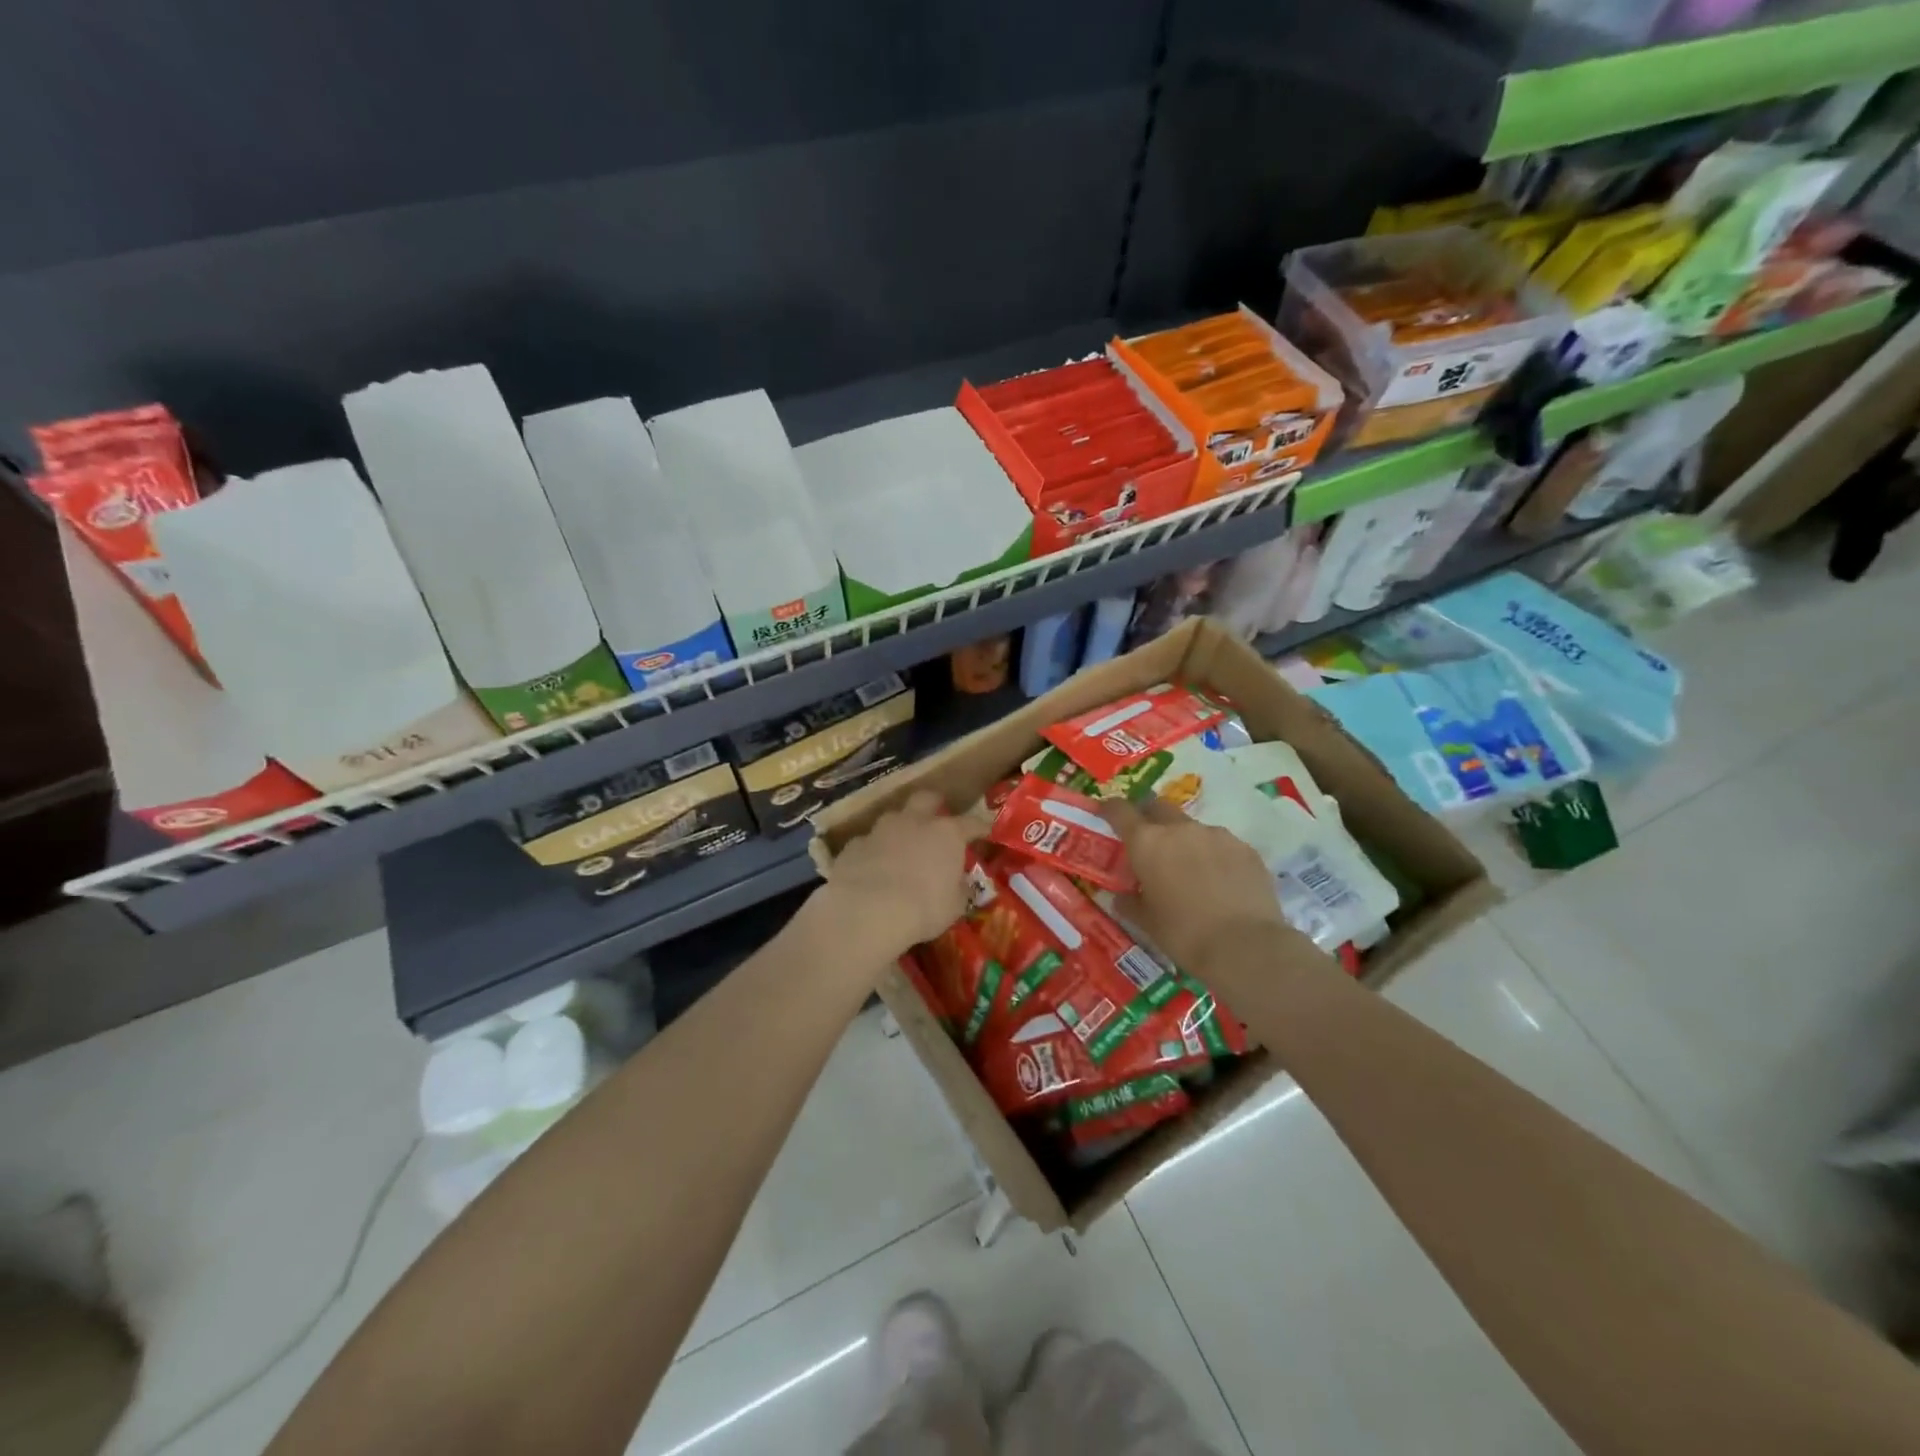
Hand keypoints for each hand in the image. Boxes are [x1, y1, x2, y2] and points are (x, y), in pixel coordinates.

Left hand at [816, 791, 982, 962]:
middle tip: (937, 820)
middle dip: (934, 805)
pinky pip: (868, 842)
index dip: (980, 828)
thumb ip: (959, 890)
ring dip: (900, 828)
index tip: (986, 833)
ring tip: (902, 847)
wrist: (866, 911)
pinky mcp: (854, 845)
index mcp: (946, 833)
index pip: (971, 823)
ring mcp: (881, 830)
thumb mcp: (954, 906)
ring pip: (893, 817)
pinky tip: (873, 868)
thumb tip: (962, 885)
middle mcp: (914, 822)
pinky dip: (874, 851)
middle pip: (927, 798)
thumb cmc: (923, 908)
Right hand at [1101, 795, 1324, 976]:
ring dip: (1184, 840)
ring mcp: (1216, 835)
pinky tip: (1219, 881)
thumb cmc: (1184, 934)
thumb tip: (1121, 898)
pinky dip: (1213, 855)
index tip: (1105, 812)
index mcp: (1147, 843)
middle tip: (1148, 841)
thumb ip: (1130, 903)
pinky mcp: (1245, 848)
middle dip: (1149, 817)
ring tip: (1189, 870)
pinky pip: (1221, 844)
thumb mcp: (1147, 923)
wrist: (1245, 946)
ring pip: (1192, 827)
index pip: (1120, 811)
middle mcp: (1180, 829)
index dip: (1110, 809)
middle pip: (1157, 807)